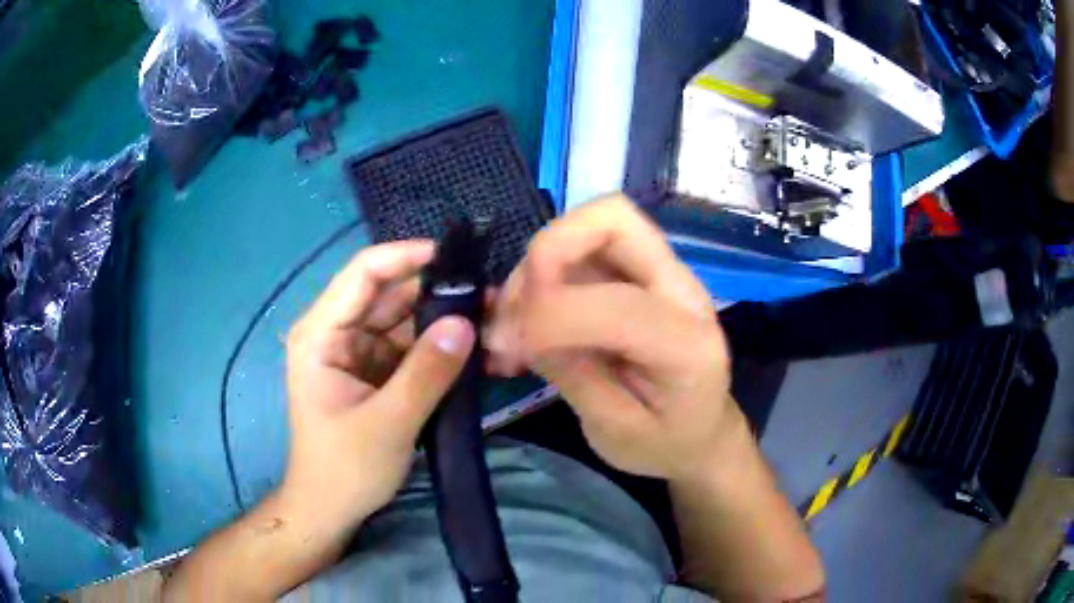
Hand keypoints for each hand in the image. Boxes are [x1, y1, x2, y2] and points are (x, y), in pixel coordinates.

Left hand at [282, 241, 475, 533]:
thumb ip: (426, 372)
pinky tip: (478, 349)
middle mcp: (339, 333)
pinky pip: (414, 348)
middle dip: (438, 293)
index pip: (363, 273)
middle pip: (391, 295)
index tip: (456, 260)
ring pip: (407, 320)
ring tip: (493, 321)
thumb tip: (466, 323)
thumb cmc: (345, 468)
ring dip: (446, 321)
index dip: (406, 257)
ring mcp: (360, 352)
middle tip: (491, 297)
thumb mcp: (388, 423)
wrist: (332, 510)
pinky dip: (443, 348)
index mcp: (322, 334)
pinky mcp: (378, 372)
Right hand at [489, 195, 745, 481]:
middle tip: (518, 305)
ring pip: (592, 226)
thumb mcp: (618, 432)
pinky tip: (523, 319)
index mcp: (689, 345)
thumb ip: (576, 376)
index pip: (619, 304)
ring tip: (511, 323)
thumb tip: (522, 327)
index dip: (552, 314)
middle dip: (549, 248)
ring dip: (538, 264)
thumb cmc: (666, 443)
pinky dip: (542, 274)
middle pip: (613, 219)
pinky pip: (582, 250)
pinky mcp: (637, 275)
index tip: (510, 346)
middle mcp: (681, 291)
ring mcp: (660, 275)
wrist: (700, 433)